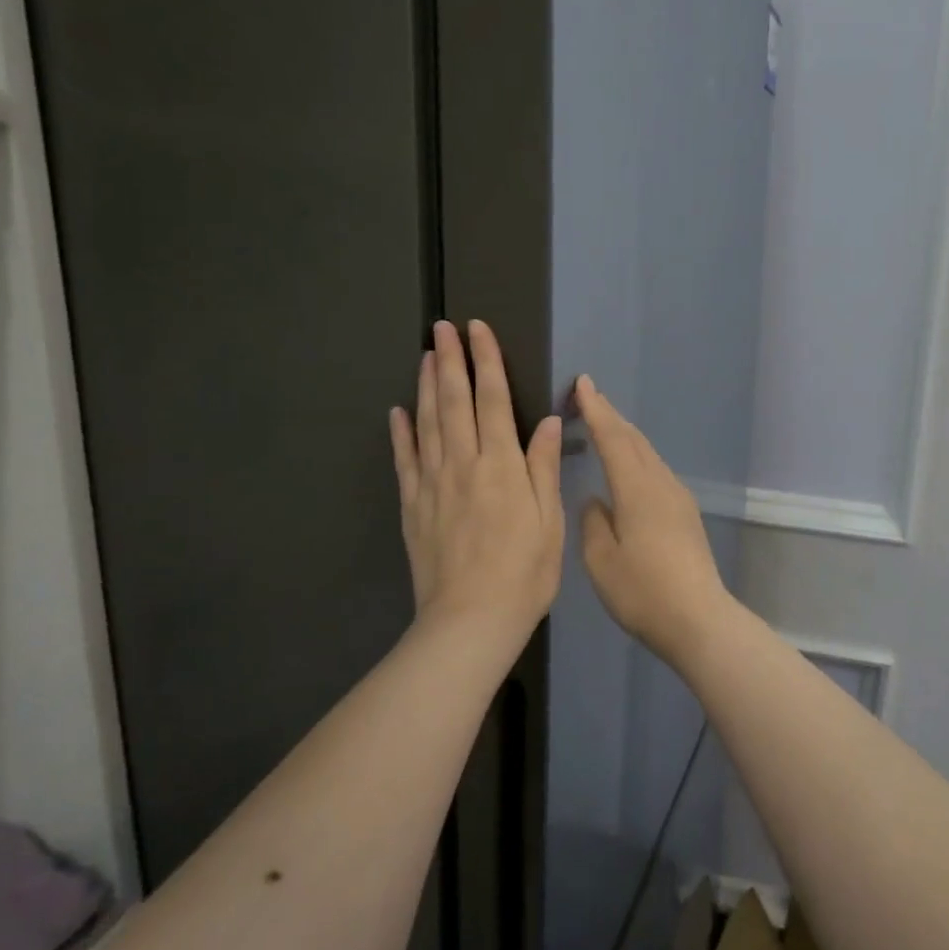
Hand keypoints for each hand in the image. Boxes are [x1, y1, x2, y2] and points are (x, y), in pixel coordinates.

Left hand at [391, 321, 564, 642]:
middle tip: (442, 327)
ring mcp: (432, 485)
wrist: (470, 621)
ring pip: (428, 424)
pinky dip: (401, 433)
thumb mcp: (550, 521)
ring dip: (427, 386)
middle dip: (450, 361)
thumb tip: (547, 420)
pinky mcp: (413, 507)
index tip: (478, 330)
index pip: (492, 401)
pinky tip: (398, 412)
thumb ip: (544, 467)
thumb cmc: (524, 573)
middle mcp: (463, 465)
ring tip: (425, 355)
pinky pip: (405, 461)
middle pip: (455, 402)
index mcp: (502, 466)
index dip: (486, 362)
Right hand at [575, 376, 730, 662]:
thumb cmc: (642, 591)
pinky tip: (630, 470)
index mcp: (636, 488)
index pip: (612, 437)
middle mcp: (661, 483)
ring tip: (605, 427)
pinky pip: (656, 471)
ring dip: (626, 437)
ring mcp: (678, 498)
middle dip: (610, 416)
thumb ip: (593, 522)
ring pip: (648, 454)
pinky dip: (638, 458)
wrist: (698, 618)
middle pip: (634, 440)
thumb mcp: (601, 560)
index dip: (595, 409)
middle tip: (588, 398)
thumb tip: (597, 501)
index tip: (582, 383)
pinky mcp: (686, 514)